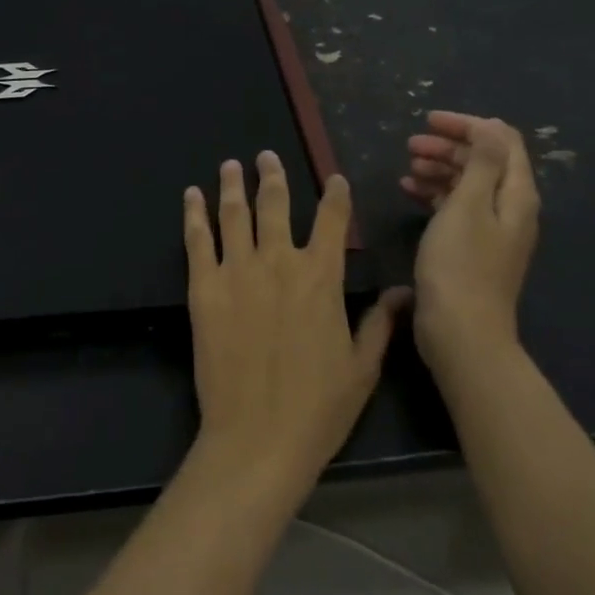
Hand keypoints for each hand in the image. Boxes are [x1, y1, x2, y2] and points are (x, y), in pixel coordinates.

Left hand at [184, 153, 408, 495]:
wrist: (257, 437)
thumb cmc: (318, 408)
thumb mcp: (362, 368)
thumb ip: (380, 323)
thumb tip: (402, 291)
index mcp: (321, 277)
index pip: (333, 221)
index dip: (336, 196)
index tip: (334, 179)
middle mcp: (279, 262)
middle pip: (276, 205)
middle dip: (273, 176)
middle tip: (266, 157)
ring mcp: (237, 272)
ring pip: (235, 214)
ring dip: (233, 185)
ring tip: (232, 165)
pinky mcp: (204, 288)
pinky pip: (198, 240)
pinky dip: (194, 214)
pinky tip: (192, 195)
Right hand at [400, 112, 539, 378]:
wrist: (461, 332)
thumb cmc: (460, 265)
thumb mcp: (468, 206)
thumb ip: (481, 163)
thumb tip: (490, 126)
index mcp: (516, 194)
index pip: (501, 141)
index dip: (468, 124)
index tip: (429, 120)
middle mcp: (510, 208)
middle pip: (484, 161)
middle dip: (450, 146)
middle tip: (411, 145)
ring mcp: (492, 229)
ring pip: (468, 183)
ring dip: (440, 168)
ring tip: (408, 166)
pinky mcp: (472, 247)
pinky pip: (457, 207)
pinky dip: (435, 193)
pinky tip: (409, 191)